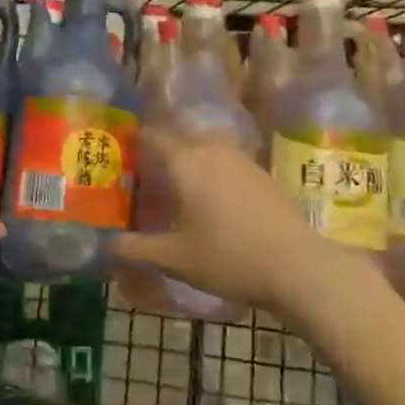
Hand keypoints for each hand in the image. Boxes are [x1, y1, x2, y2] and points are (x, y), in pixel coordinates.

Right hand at [109, 129, 365, 316]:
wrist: (299, 267)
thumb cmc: (229, 258)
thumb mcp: (174, 259)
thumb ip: (136, 248)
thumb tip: (106, 245)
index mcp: (186, 162)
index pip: (153, 136)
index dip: (134, 142)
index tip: (120, 156)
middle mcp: (213, 150)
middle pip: (180, 140)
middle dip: (161, 154)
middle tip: (145, 179)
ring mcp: (243, 160)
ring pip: (206, 151)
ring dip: (189, 163)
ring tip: (177, 191)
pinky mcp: (263, 175)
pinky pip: (227, 164)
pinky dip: (213, 174)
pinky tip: (212, 203)